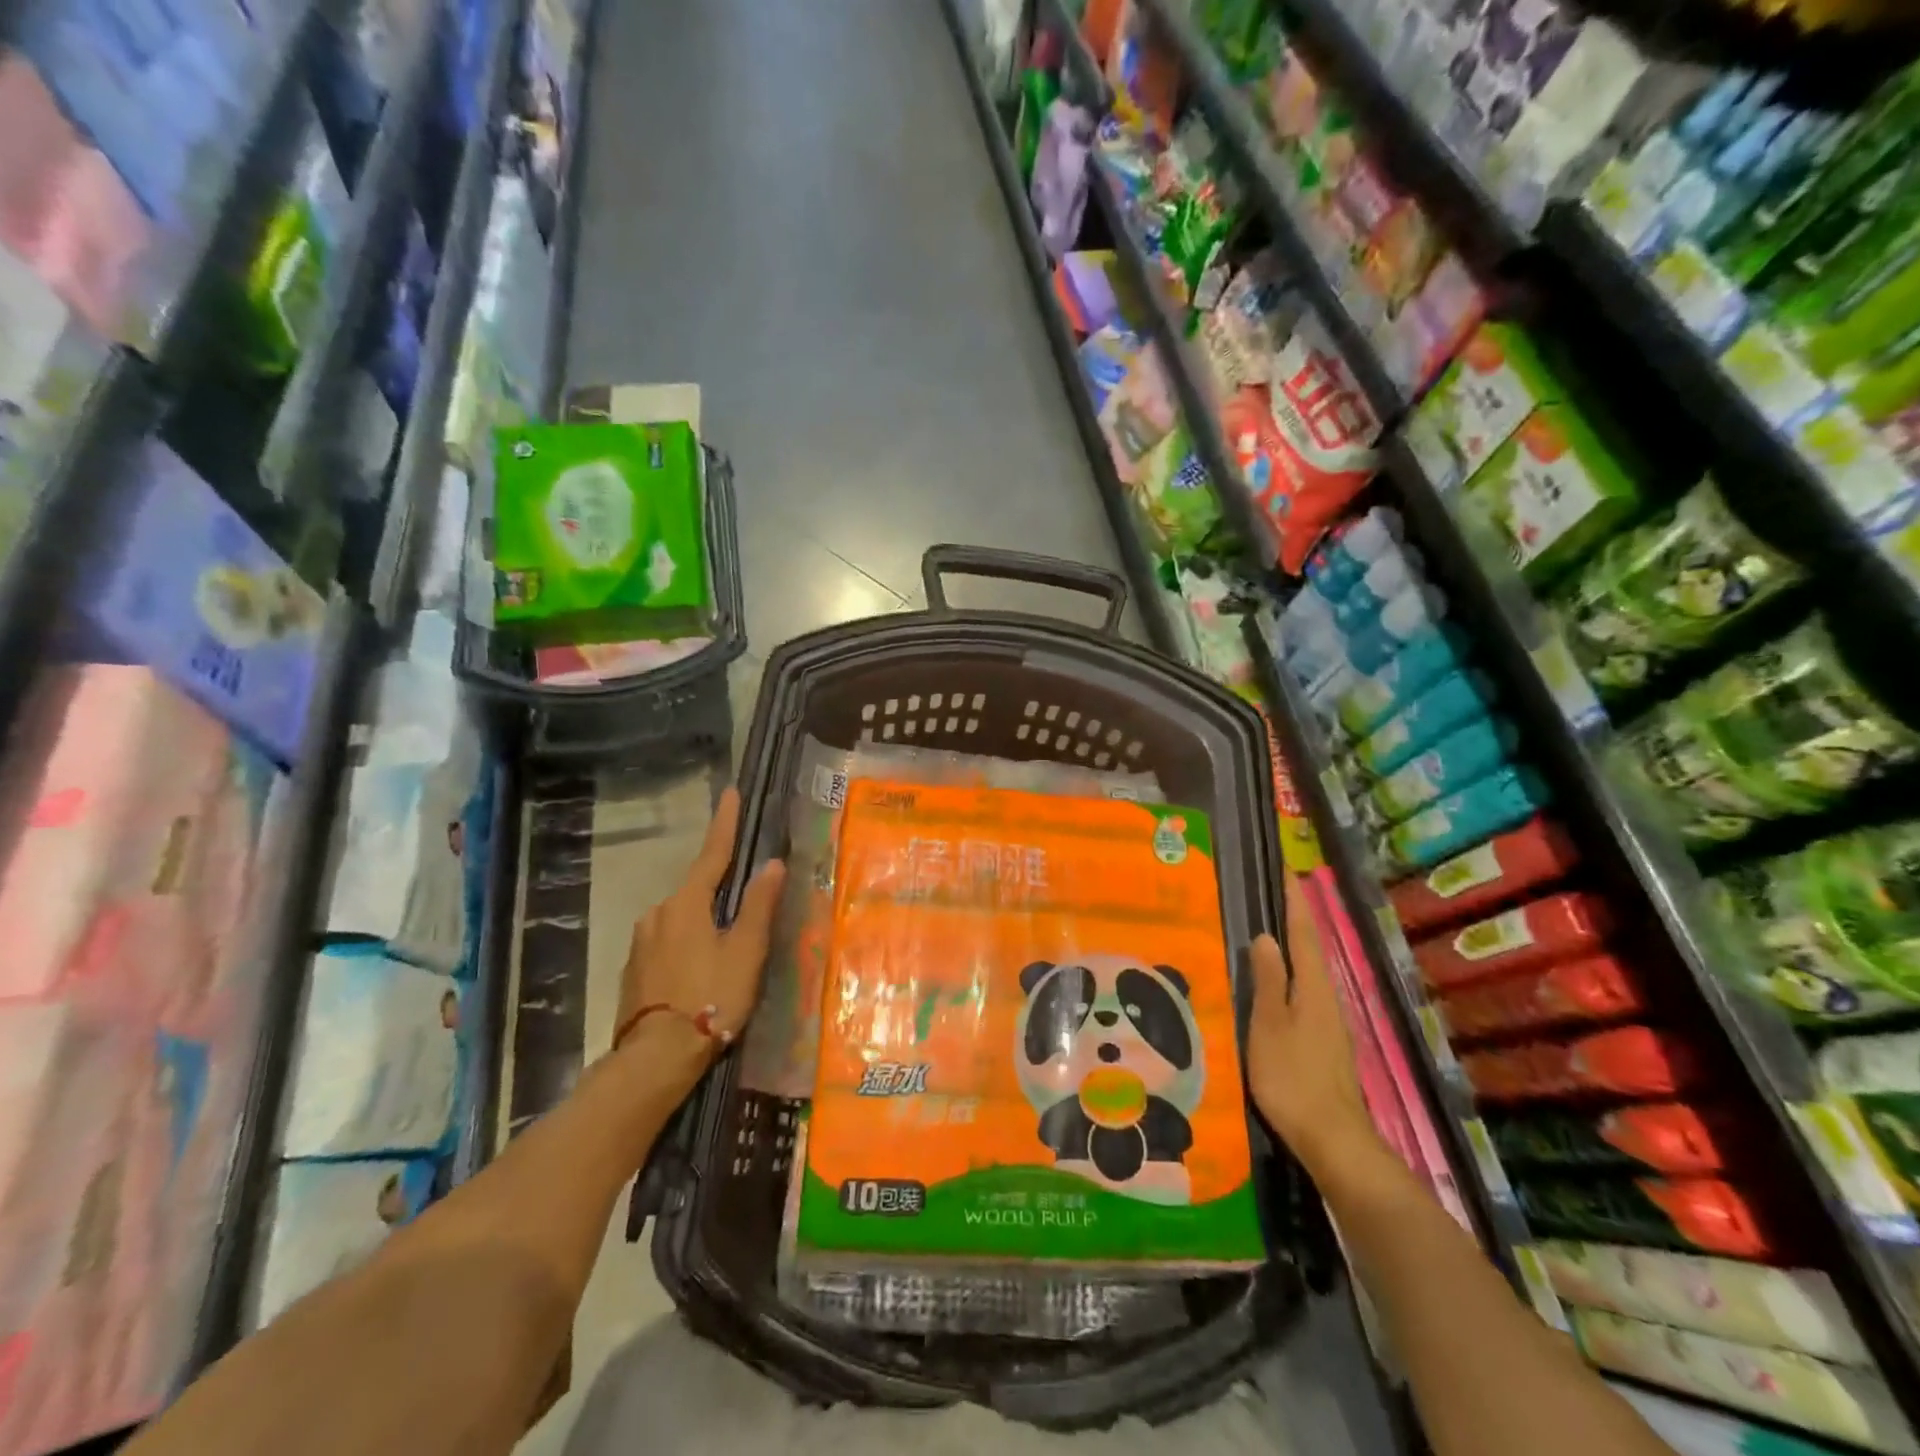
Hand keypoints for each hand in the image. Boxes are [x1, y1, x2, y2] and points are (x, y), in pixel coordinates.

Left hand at [617, 788, 784, 1067]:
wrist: (654, 1058)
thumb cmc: (709, 998)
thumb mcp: (745, 952)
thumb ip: (758, 906)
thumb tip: (772, 863)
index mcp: (687, 904)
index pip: (712, 854)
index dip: (725, 823)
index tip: (731, 792)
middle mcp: (658, 913)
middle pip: (696, 889)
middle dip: (719, 889)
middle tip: (744, 907)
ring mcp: (641, 941)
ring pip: (681, 918)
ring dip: (703, 922)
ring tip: (725, 951)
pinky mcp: (634, 969)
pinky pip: (667, 942)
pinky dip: (687, 945)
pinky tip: (699, 971)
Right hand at [1246, 872, 1379, 1178]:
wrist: (1333, 1139)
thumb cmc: (1293, 1078)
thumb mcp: (1269, 1026)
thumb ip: (1268, 980)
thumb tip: (1265, 936)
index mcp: (1313, 987)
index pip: (1304, 932)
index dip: (1295, 901)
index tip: (1286, 870)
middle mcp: (1327, 997)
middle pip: (1311, 947)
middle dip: (1295, 916)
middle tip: (1273, 890)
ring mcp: (1330, 1021)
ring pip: (1310, 969)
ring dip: (1295, 943)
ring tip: (1271, 924)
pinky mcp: (1325, 1041)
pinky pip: (1307, 990)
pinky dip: (1293, 971)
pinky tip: (1278, 979)